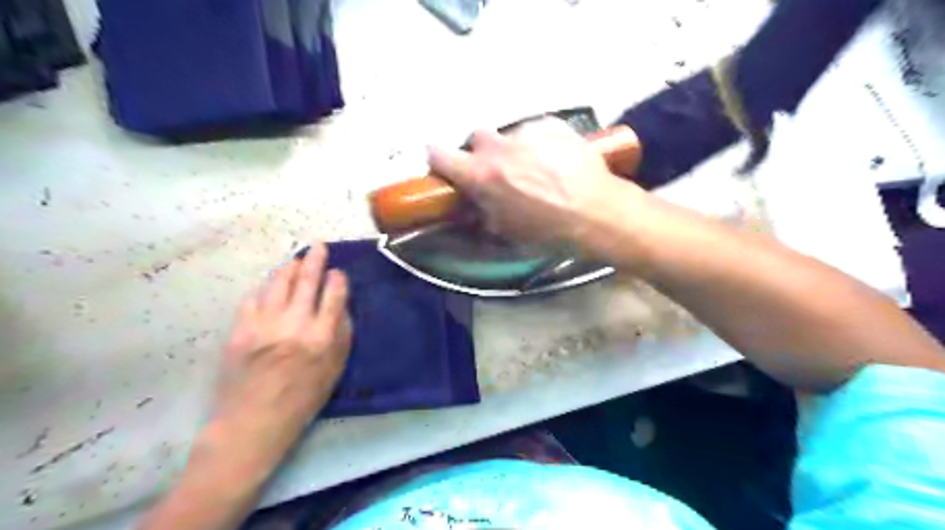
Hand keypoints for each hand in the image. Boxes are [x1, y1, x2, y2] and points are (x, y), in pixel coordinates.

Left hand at [210, 242, 350, 465]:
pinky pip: (253, 298)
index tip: (338, 272)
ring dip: (289, 268)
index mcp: (323, 336)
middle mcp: (295, 324)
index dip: (337, 280)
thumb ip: (341, 336)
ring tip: (295, 259)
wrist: (253, 421)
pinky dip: (264, 288)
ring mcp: (265, 324)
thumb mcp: (334, 371)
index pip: (334, 296)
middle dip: (315, 260)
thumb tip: (341, 308)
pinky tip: (269, 286)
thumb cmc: (302, 400)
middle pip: (307, 282)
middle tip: (318, 246)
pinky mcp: (241, 329)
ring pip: (278, 284)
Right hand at [430, 118, 641, 243]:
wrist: (595, 212)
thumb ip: (481, 210)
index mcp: (480, 174)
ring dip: (514, 149)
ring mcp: (526, 131)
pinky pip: (536, 130)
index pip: (438, 154)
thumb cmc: (547, 230)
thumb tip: (474, 201)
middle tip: (500, 171)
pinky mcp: (552, 124)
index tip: (446, 167)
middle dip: (483, 153)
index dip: (439, 160)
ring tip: (537, 168)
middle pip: (476, 139)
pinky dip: (539, 142)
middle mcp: (497, 146)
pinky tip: (557, 160)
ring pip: (509, 135)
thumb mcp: (504, 231)